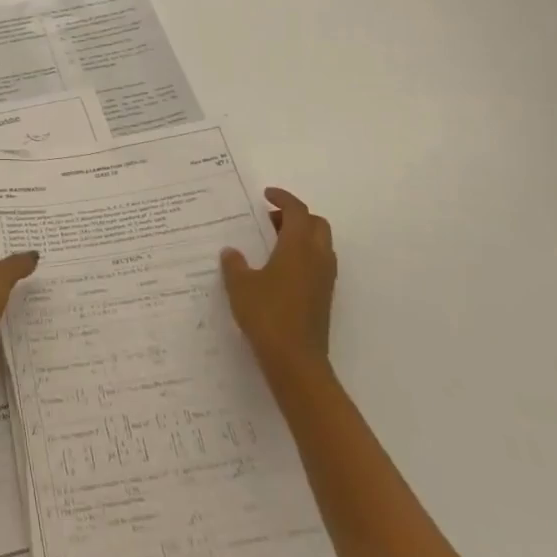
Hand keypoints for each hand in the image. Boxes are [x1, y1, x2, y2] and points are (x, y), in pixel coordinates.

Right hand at [220, 188, 335, 374]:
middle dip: (295, 216)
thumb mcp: (240, 285)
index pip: (297, 211)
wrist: (296, 361)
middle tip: (269, 219)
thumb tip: (231, 252)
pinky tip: (279, 269)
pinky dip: (303, 256)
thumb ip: (234, 264)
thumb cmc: (267, 314)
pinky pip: (318, 264)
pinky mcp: (324, 298)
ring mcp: (324, 280)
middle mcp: (317, 258)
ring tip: (272, 243)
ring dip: (301, 236)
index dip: (283, 198)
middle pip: (316, 224)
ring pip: (320, 244)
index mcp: (298, 247)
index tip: (266, 195)